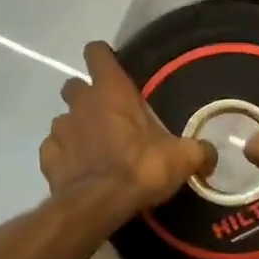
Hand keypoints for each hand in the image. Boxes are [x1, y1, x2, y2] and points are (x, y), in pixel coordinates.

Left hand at [40, 41, 216, 217]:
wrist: (98, 205)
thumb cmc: (141, 168)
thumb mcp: (182, 158)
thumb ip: (198, 151)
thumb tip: (210, 154)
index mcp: (112, 91)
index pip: (97, 53)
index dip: (102, 57)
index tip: (113, 69)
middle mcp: (81, 103)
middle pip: (75, 86)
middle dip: (87, 96)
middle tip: (108, 116)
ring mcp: (60, 129)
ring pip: (64, 119)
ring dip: (77, 128)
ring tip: (95, 149)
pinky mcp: (47, 157)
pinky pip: (54, 149)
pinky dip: (65, 156)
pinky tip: (80, 171)